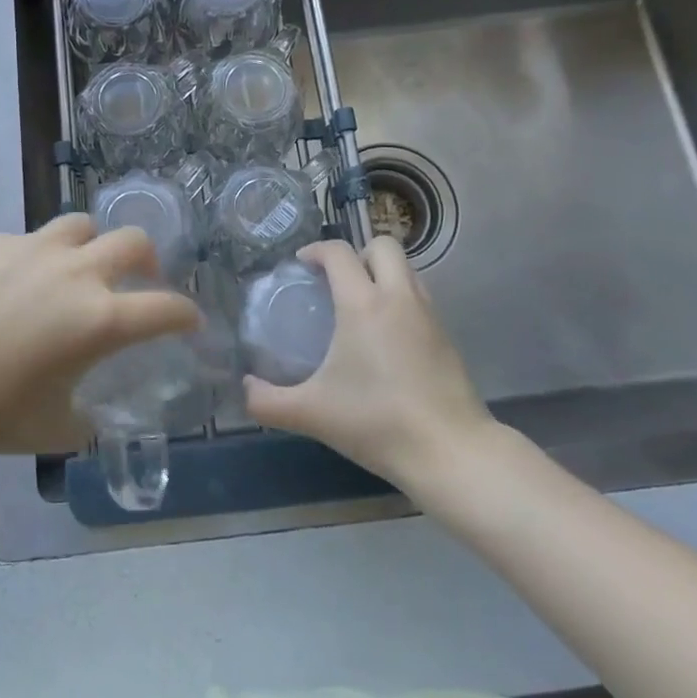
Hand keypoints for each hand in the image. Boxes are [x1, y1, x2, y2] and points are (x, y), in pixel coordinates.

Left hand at [0, 214, 201, 455]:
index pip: (165, 308)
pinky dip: (42, 256)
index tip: (190, 321)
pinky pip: (34, 239)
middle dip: (149, 259)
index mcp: (99, 319)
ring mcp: (36, 249)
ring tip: (83, 267)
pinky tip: (20, 282)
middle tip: (142, 279)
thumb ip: (83, 421)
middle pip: (133, 241)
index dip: (186, 314)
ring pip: (83, 225)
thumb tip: (88, 417)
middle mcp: (77, 272)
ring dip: (95, 244)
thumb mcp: (48, 429)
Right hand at [244, 237, 497, 490]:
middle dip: (358, 253)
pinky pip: (420, 297)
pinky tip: (387, 337)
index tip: (302, 265)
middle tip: (337, 282)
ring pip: (407, 269)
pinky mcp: (447, 336)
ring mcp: (429, 315)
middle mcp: (398, 297)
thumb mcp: (312, 414)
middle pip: (383, 245)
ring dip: (382, 274)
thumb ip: (268, 401)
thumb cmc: (377, 423)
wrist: (451, 452)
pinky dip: (401, 300)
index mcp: (363, 304)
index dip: (316, 250)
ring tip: (361, 306)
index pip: (339, 252)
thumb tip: (245, 389)